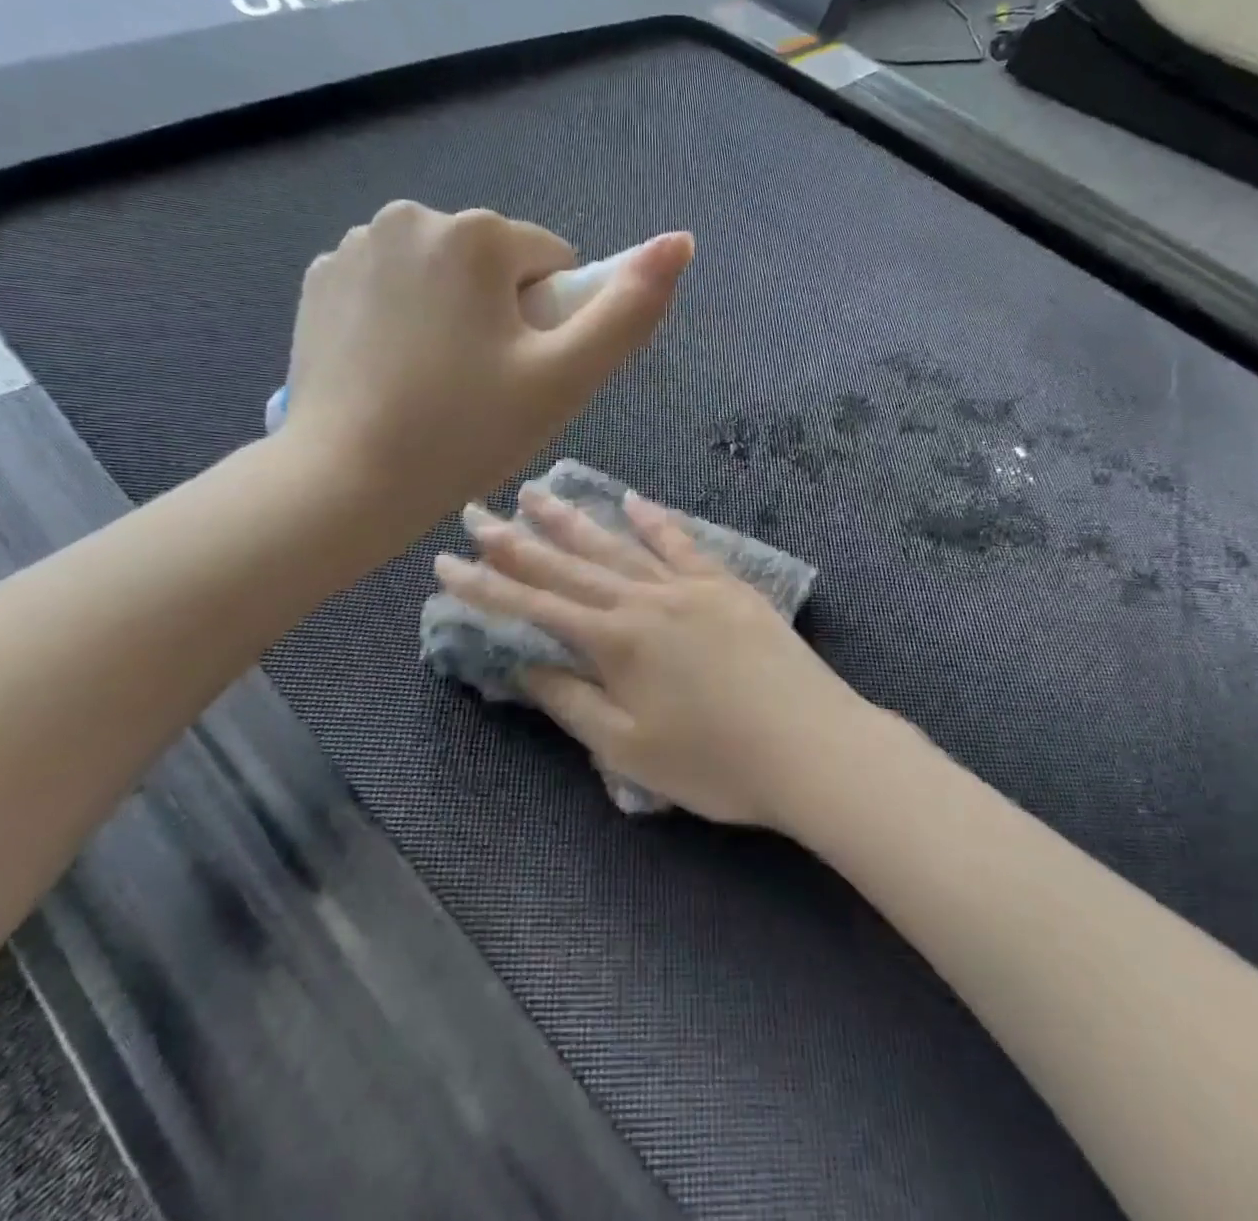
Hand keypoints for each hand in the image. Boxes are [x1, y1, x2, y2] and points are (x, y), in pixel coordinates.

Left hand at [281, 202, 692, 540]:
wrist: (345, 484)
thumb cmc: (465, 432)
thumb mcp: (566, 378)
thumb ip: (630, 310)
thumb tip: (681, 241)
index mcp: (475, 233)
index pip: (552, 263)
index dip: (552, 324)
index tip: (523, 375)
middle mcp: (409, 216)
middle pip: (495, 265)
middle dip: (503, 315)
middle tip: (483, 387)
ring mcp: (354, 245)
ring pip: (444, 276)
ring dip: (455, 316)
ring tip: (437, 385)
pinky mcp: (319, 280)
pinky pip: (393, 288)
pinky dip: (405, 319)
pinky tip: (394, 374)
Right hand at [433, 486, 902, 828]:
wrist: (812, 745)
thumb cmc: (716, 763)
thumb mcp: (629, 749)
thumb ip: (572, 703)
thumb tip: (523, 669)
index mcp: (615, 642)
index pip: (534, 606)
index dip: (485, 587)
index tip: (445, 563)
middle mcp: (645, 600)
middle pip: (569, 564)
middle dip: (516, 541)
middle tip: (476, 512)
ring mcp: (689, 586)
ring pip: (618, 545)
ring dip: (573, 520)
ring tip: (537, 494)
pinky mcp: (727, 585)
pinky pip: (682, 543)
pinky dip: (654, 520)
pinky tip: (632, 500)